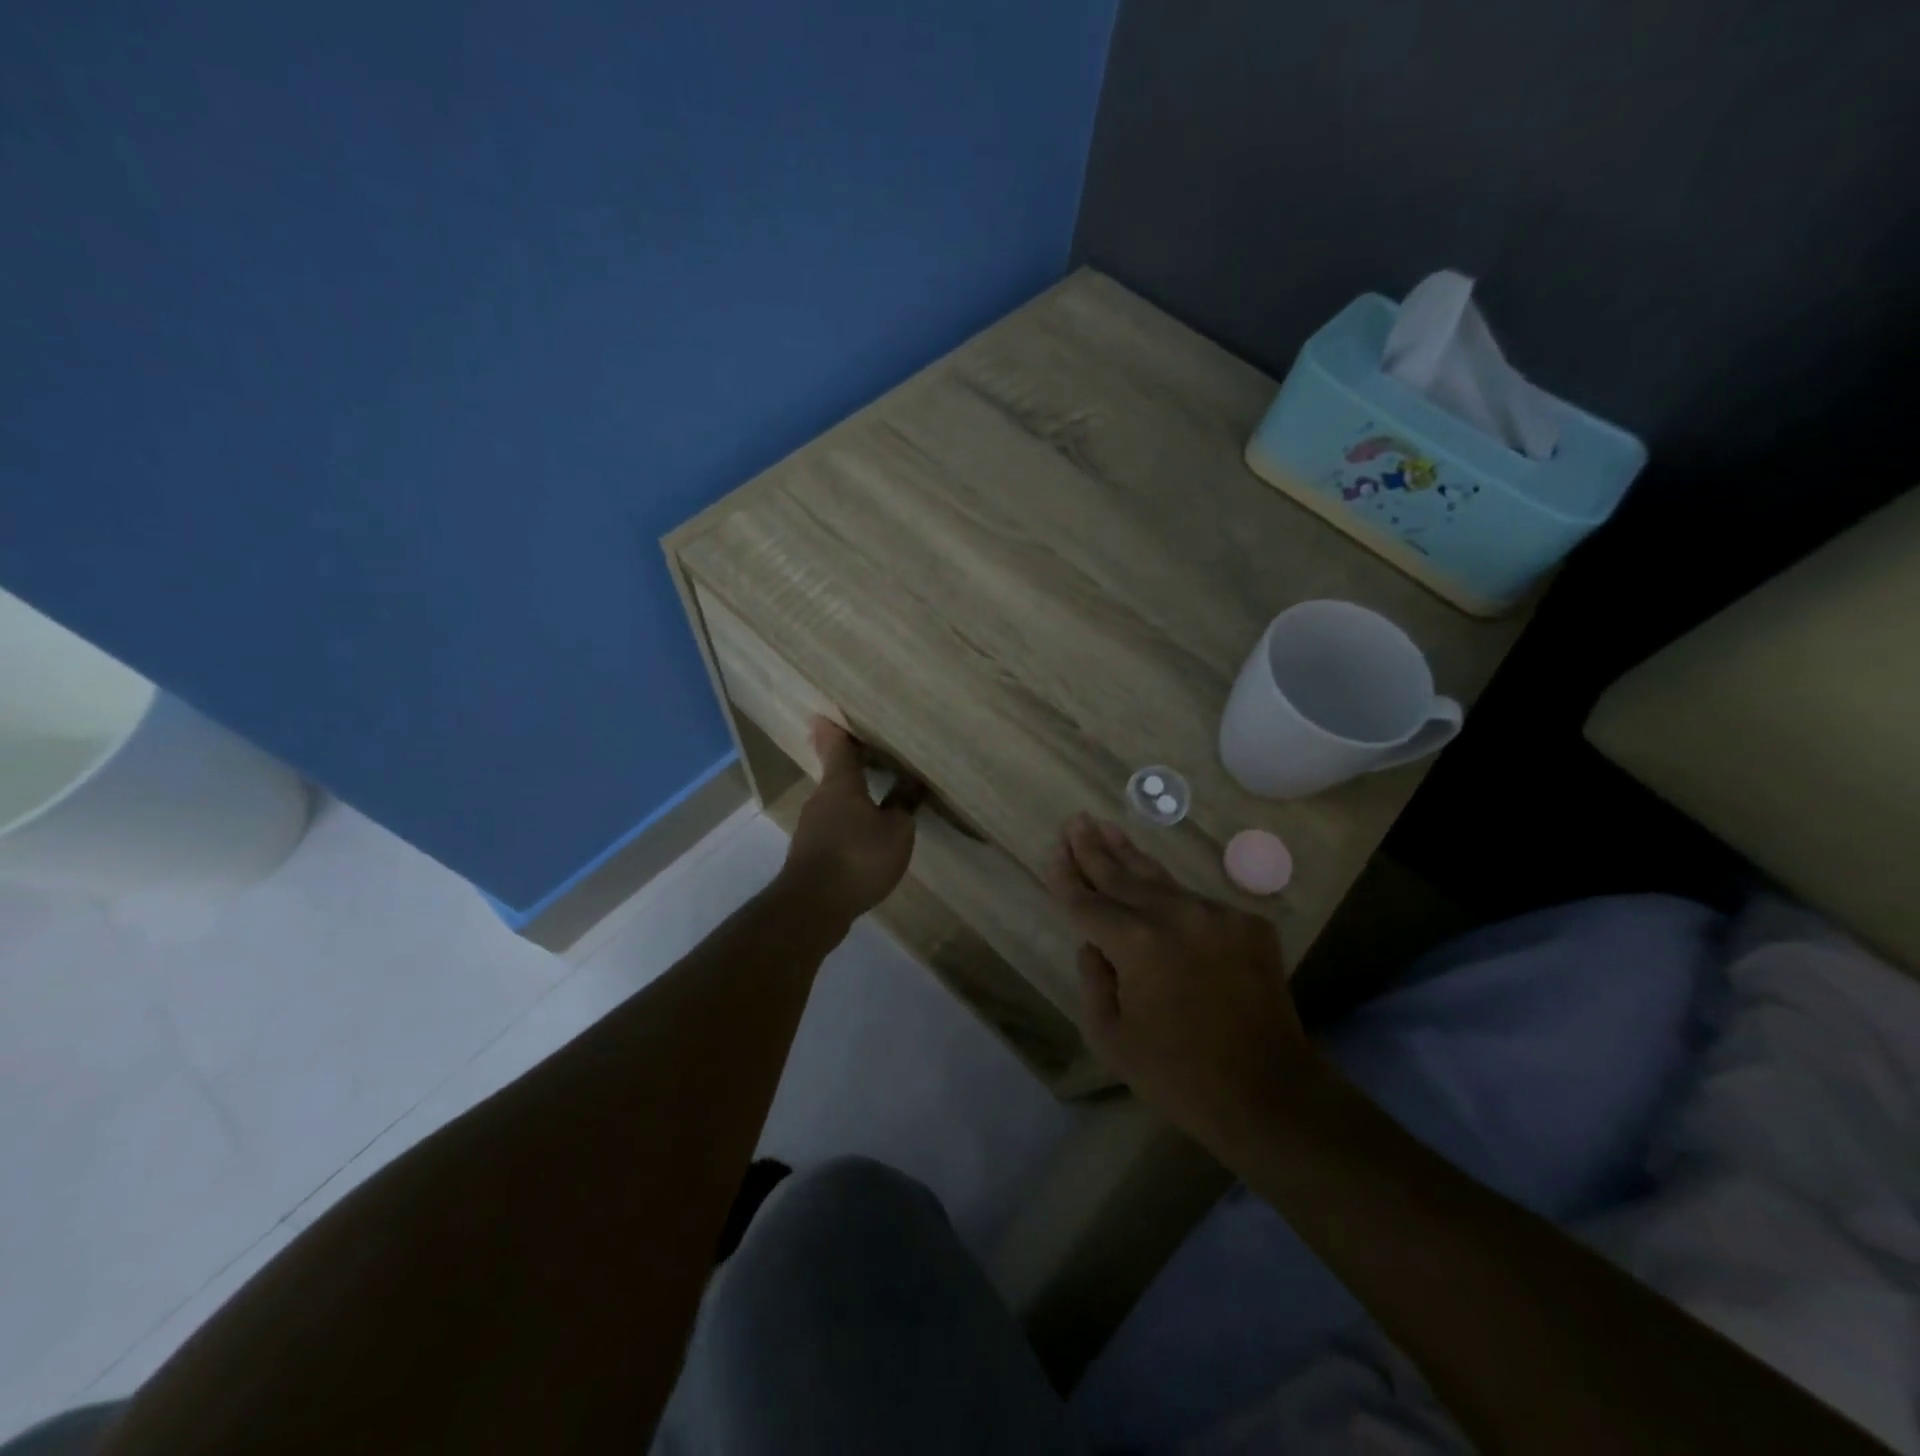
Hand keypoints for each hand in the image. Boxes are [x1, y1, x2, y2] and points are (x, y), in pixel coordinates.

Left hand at [779, 719, 920, 922]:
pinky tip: (868, 835)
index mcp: (840, 784)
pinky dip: (850, 823)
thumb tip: (908, 783)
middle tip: (874, 754)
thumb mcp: (896, 831)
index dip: (836, 730)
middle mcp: (821, 799)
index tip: (828, 714)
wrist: (812, 907)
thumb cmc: (857, 858)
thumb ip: (903, 804)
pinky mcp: (812, 853)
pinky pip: (835, 826)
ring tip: (879, 796)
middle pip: (836, 774)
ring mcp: (812, 827)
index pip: (837, 747)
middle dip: (853, 764)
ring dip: (854, 797)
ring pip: (835, 802)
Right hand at [1043, 813, 1309, 1143]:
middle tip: (1076, 820)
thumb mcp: (1111, 1038)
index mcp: (1136, 943)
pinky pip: (1200, 906)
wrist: (1269, 1094)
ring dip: (1132, 859)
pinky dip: (1176, 901)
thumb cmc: (1178, 1075)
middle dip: (1094, 849)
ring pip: (1163, 881)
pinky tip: (1160, 894)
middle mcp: (1176, 915)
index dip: (1067, 879)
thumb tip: (1094, 945)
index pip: (1088, 902)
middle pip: (1123, 876)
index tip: (1053, 853)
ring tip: (1110, 830)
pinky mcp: (1249, 924)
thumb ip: (1093, 980)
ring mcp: (1217, 915)